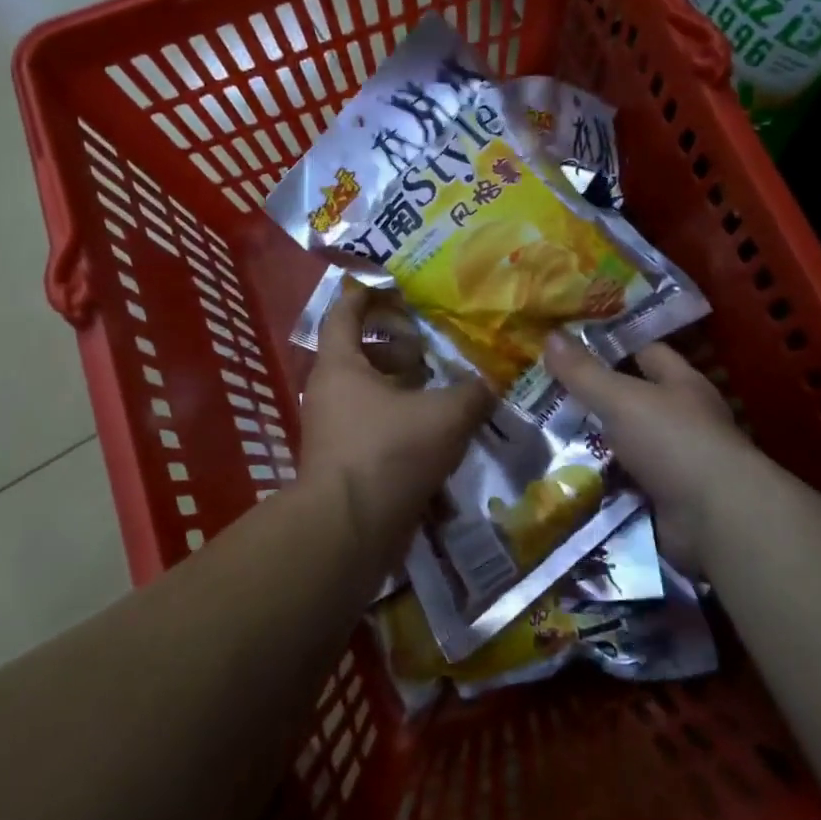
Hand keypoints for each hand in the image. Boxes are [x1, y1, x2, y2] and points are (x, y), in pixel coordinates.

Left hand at [299, 281, 492, 567]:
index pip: (345, 312)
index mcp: (341, 366)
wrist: (348, 532)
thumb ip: (472, 393)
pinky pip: (375, 431)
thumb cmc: (389, 454)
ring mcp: (334, 430)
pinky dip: (403, 427)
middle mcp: (330, 392)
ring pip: (371, 396)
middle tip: (430, 351)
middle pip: (361, 355)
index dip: (368, 294)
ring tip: (443, 395)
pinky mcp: (345, 463)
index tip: (396, 287)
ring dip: (404, 391)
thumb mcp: (444, 416)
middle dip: (397, 349)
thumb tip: (490, 382)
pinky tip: (438, 441)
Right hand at [544, 336, 762, 572]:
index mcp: (680, 383)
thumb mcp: (622, 399)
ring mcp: (673, 462)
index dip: (609, 345)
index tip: (568, 346)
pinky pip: (620, 483)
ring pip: (621, 444)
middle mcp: (680, 419)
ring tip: (539, 436)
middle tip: (541, 393)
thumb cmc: (673, 441)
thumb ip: (584, 372)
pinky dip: (596, 482)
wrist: (716, 519)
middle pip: (629, 400)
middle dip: (590, 399)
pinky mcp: (662, 499)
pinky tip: (560, 477)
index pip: (644, 351)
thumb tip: (550, 335)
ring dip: (589, 444)